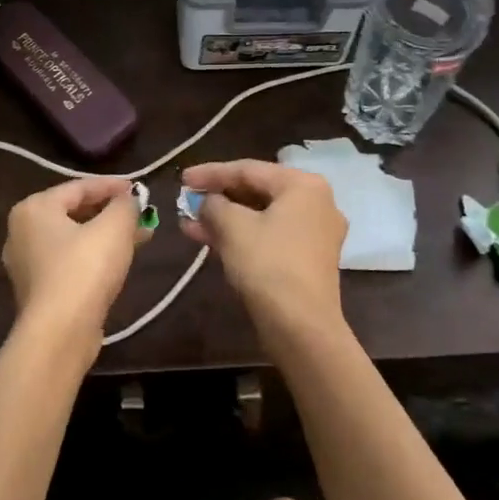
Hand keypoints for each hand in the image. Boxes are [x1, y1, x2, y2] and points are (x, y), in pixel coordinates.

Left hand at [4, 176, 148, 355]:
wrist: (59, 334)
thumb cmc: (84, 269)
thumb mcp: (114, 228)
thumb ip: (125, 206)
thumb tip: (130, 199)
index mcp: (34, 208)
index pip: (79, 187)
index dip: (112, 185)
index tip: (139, 189)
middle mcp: (22, 232)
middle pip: (74, 212)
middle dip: (110, 212)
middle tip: (140, 213)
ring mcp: (27, 264)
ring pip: (74, 239)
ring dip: (106, 235)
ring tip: (139, 236)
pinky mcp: (38, 291)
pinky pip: (70, 262)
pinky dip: (94, 256)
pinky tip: (120, 261)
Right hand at [180, 159, 347, 345]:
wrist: (302, 329)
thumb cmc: (268, 265)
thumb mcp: (232, 227)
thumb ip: (214, 205)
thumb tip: (207, 202)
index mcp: (303, 185)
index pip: (248, 169)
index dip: (210, 173)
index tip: (182, 179)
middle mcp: (316, 203)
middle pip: (256, 192)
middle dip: (217, 198)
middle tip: (186, 200)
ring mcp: (315, 233)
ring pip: (261, 217)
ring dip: (224, 219)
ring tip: (189, 223)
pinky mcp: (308, 260)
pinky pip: (269, 236)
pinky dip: (241, 236)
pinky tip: (208, 241)